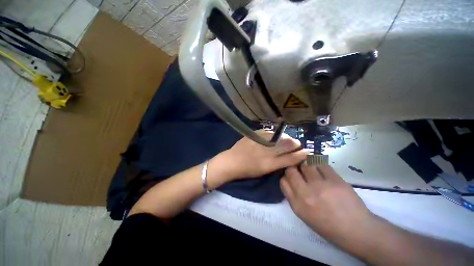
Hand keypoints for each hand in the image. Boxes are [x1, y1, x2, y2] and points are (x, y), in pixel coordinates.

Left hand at [217, 130, 307, 180]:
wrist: (231, 162)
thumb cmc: (247, 170)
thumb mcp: (263, 171)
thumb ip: (275, 164)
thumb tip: (286, 157)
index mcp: (269, 165)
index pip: (289, 159)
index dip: (299, 155)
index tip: (306, 152)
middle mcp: (266, 153)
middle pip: (285, 146)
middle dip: (295, 144)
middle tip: (298, 143)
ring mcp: (259, 143)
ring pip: (278, 138)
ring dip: (286, 137)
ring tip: (289, 137)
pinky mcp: (253, 136)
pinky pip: (267, 132)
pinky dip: (274, 133)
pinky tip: (276, 133)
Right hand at [280, 164, 373, 243]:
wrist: (357, 230)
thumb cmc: (328, 226)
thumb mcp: (304, 215)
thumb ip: (293, 196)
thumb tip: (290, 179)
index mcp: (297, 205)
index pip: (283, 181)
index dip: (286, 176)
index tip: (291, 176)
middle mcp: (306, 194)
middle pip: (291, 170)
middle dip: (293, 168)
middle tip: (299, 170)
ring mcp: (321, 186)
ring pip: (305, 164)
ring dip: (306, 164)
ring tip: (310, 167)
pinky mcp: (335, 180)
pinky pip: (321, 164)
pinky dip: (318, 163)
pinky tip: (320, 167)